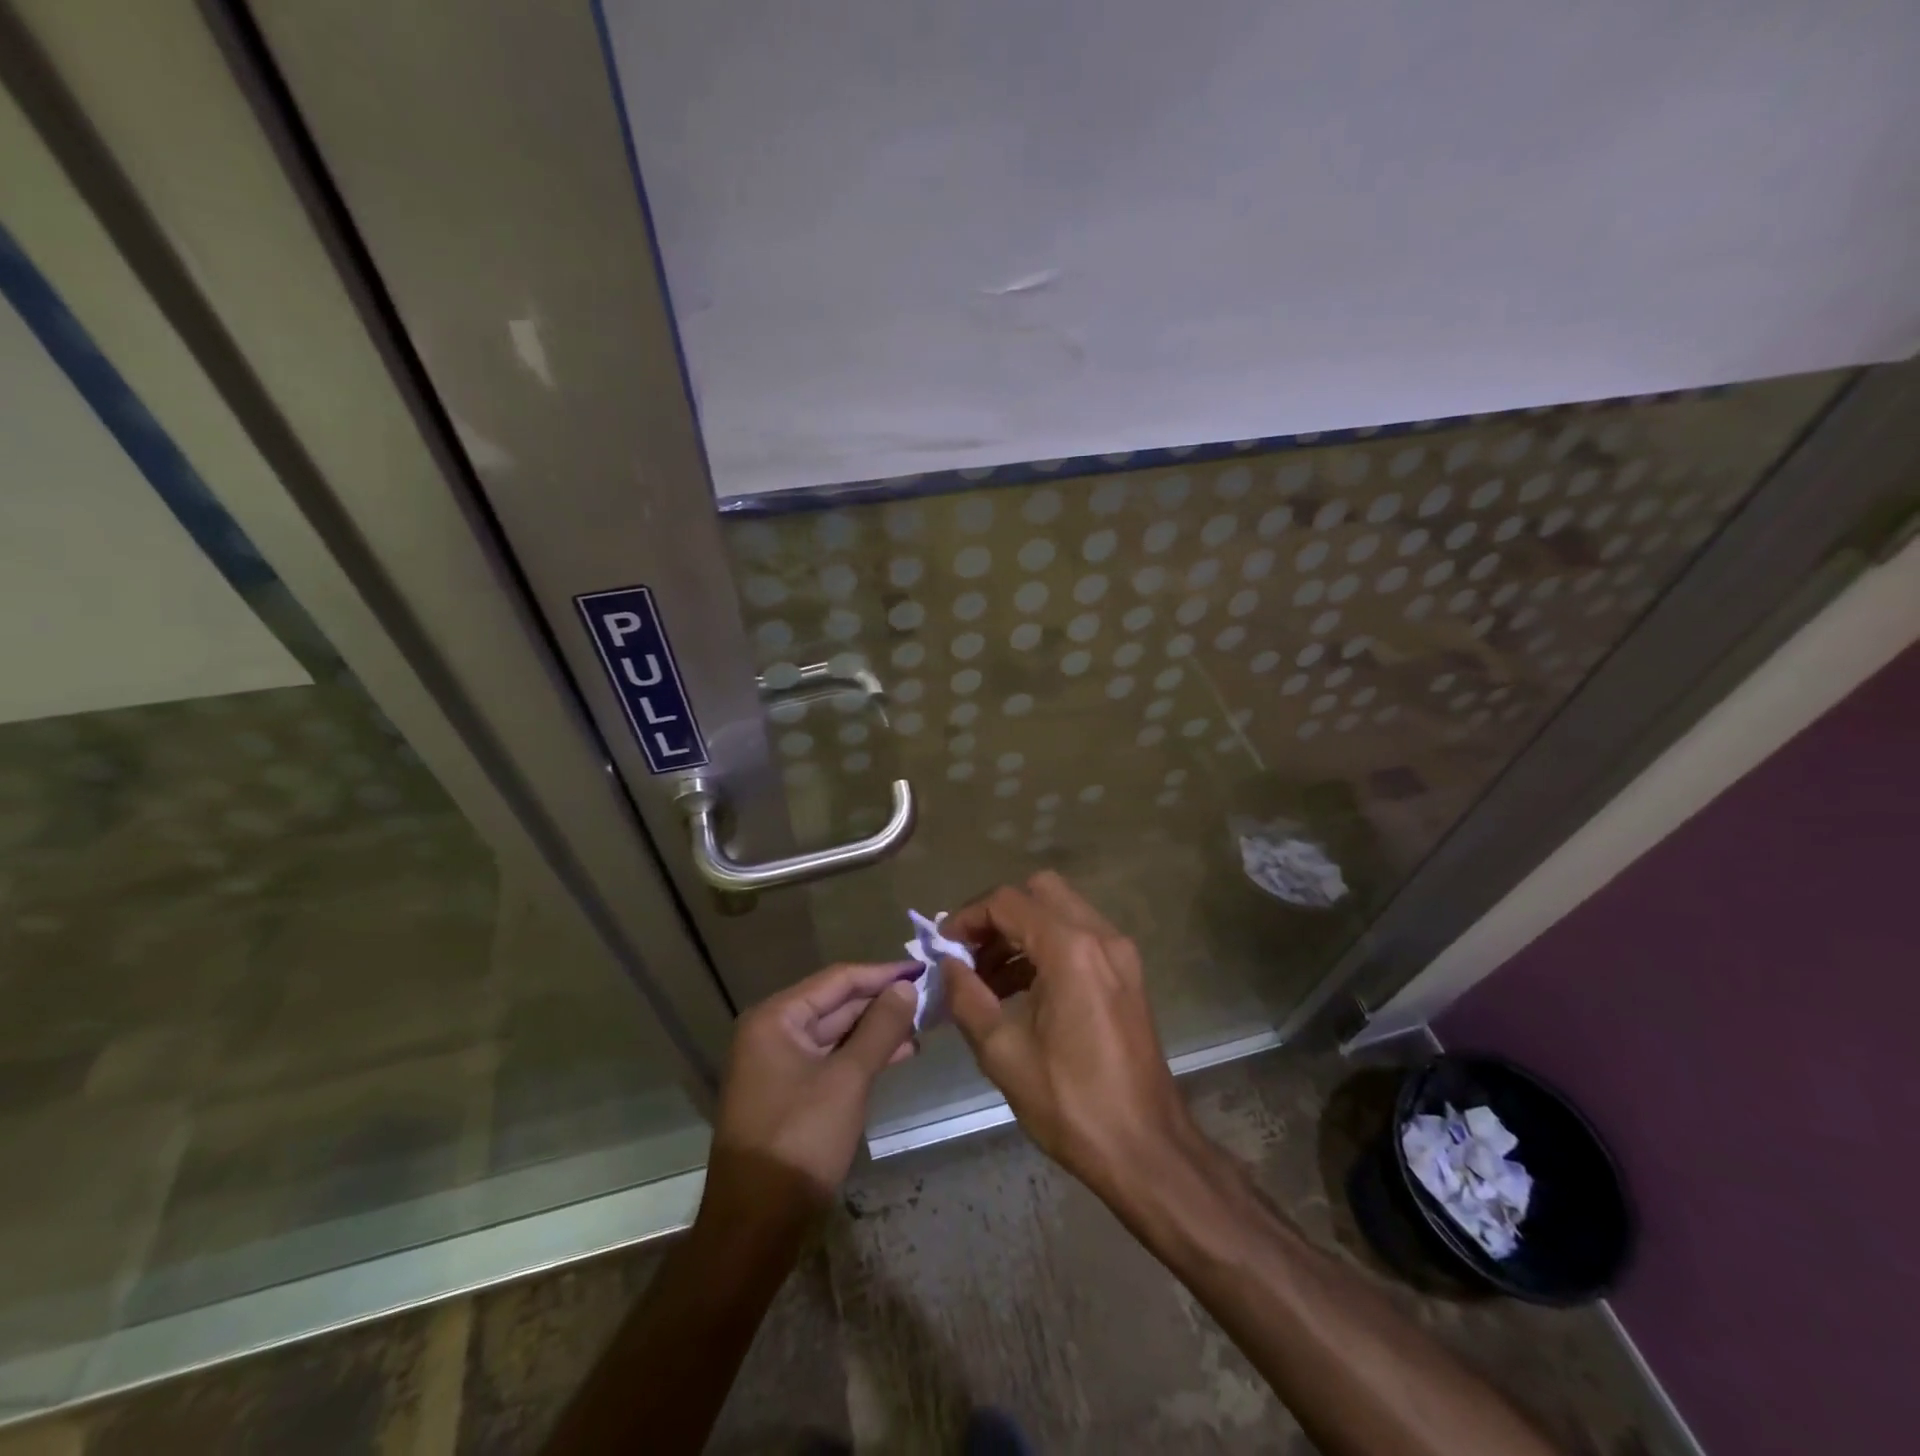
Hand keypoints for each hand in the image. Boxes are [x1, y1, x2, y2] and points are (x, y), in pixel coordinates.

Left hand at [710, 961, 919, 1209]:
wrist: (756, 1225)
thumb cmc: (801, 1140)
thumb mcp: (848, 1079)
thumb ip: (880, 1028)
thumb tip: (907, 987)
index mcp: (776, 1018)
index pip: (837, 979)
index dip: (882, 974)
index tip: (922, 970)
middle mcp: (772, 1033)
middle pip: (835, 1004)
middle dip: (881, 1002)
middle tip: (928, 1000)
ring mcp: (778, 1065)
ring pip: (836, 1033)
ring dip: (876, 1030)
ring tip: (921, 1028)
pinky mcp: (789, 1093)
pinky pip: (831, 1060)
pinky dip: (862, 1056)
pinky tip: (898, 1054)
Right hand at [942, 872, 1197, 1202]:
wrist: (1146, 1149)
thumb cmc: (1071, 1103)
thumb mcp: (1003, 1053)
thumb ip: (967, 998)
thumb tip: (948, 965)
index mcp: (1071, 950)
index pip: (1008, 902)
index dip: (968, 916)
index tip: (942, 945)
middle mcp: (1101, 936)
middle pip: (1039, 891)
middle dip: (998, 915)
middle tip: (968, 952)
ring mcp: (1120, 953)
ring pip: (1061, 911)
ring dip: (1021, 931)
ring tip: (985, 978)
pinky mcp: (1127, 974)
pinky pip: (1079, 938)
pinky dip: (1046, 948)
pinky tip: (1020, 990)